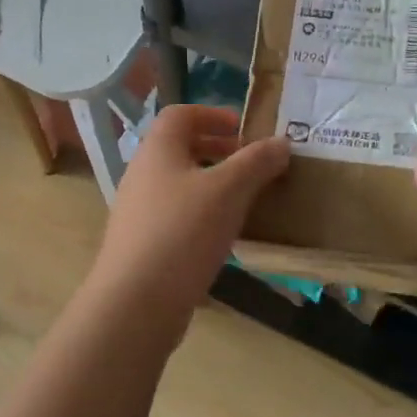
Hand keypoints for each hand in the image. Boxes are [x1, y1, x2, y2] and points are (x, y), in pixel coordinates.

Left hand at [82, 103, 289, 339]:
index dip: (212, 114)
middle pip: (180, 148)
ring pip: (179, 184)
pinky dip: (201, 215)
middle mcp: (142, 173)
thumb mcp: (229, 191)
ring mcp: (138, 211)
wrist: (135, 302)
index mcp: (157, 149)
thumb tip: (281, 141)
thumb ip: (256, 162)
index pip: (180, 114)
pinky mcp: (141, 244)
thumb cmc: (183, 232)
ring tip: (245, 201)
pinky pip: (175, 216)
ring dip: (212, 185)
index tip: (243, 129)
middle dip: (218, 151)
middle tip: (251, 165)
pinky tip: (224, 238)